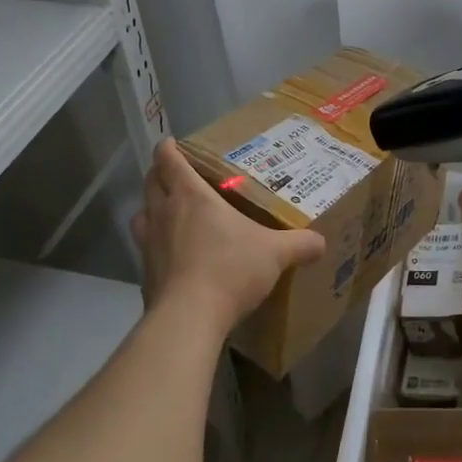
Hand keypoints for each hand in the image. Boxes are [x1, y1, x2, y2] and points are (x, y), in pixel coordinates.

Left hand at [131, 140, 325, 335]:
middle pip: (150, 183)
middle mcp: (164, 213)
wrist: (188, 318)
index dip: (168, 149)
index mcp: (191, 196)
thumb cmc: (230, 269)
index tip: (172, 143)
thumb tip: (321, 242)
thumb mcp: (274, 254)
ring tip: (168, 213)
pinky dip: (154, 245)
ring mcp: (148, 244)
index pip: (169, 161)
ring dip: (150, 208)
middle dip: (158, 174)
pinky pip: (144, 249)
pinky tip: (172, 256)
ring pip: (141, 214)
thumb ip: (299, 244)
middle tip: (175, 174)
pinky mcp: (145, 274)